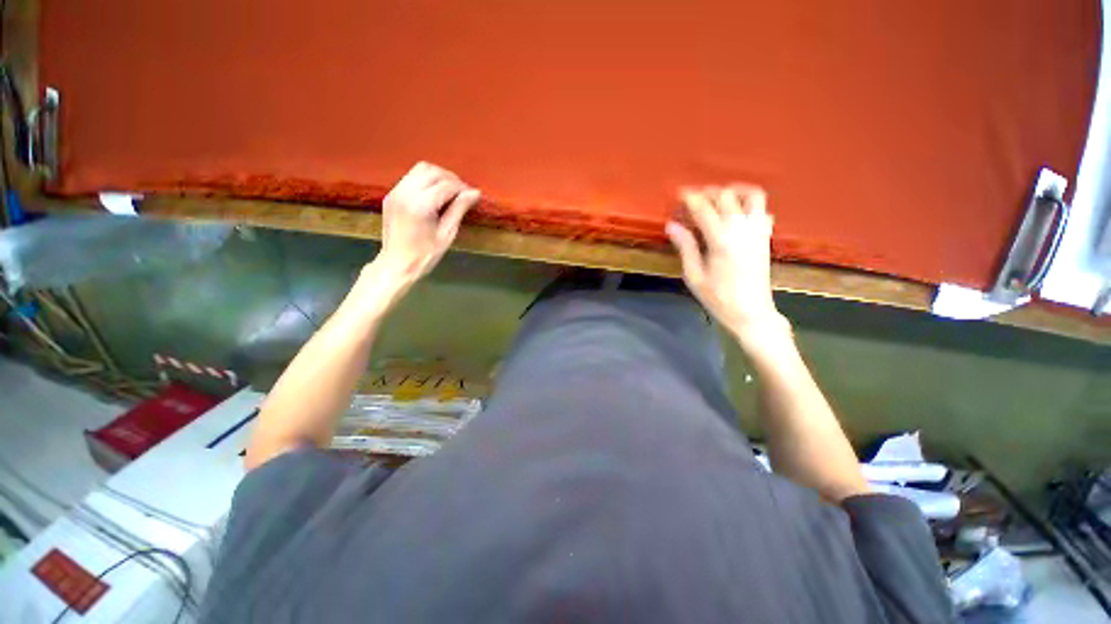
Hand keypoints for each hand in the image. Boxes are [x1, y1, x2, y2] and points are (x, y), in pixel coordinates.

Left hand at [373, 161, 480, 289]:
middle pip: (433, 171)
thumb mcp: (447, 233)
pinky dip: (426, 180)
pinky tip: (435, 194)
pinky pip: (411, 177)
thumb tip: (475, 192)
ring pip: (421, 169)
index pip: (447, 184)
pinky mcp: (392, 194)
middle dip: (451, 179)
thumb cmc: (426, 254)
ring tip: (450, 191)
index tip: (473, 196)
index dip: (463, 188)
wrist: (397, 264)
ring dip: (438, 176)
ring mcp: (396, 191)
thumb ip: (459, 209)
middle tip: (463, 193)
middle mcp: (406, 192)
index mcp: (421, 205)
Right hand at [666, 185, 789, 348]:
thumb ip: (685, 246)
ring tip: (719, 197)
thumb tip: (672, 225)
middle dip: (708, 193)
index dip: (690, 198)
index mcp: (721, 240)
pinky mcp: (766, 237)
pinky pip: (763, 210)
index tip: (679, 193)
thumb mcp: (694, 275)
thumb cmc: (718, 298)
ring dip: (734, 191)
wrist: (751, 313)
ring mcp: (758, 231)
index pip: (704, 208)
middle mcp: (742, 229)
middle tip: (693, 199)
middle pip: (727, 196)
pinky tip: (737, 213)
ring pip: (752, 196)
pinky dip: (749, 204)